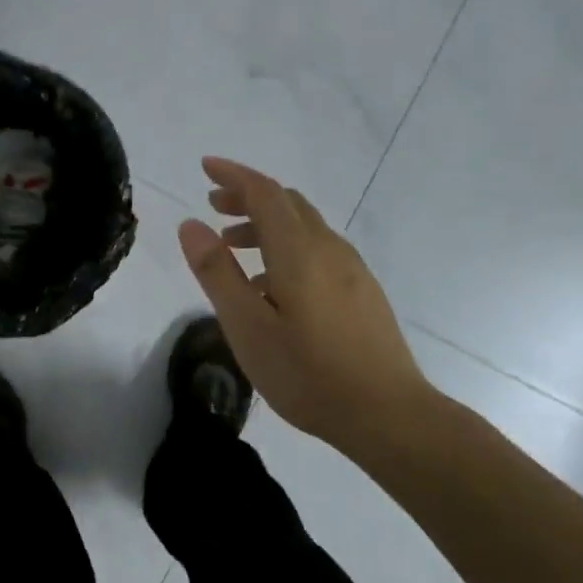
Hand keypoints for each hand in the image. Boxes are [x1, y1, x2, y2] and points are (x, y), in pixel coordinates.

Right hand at [176, 157, 433, 447]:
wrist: (390, 416)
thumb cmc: (308, 374)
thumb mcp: (248, 327)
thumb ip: (217, 273)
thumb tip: (191, 224)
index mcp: (299, 251)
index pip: (264, 192)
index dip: (233, 175)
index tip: (205, 167)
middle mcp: (328, 248)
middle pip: (286, 202)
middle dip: (248, 196)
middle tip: (214, 208)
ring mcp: (352, 269)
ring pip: (304, 226)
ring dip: (266, 224)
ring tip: (234, 249)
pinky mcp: (363, 290)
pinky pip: (318, 249)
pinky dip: (287, 246)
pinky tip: (273, 286)